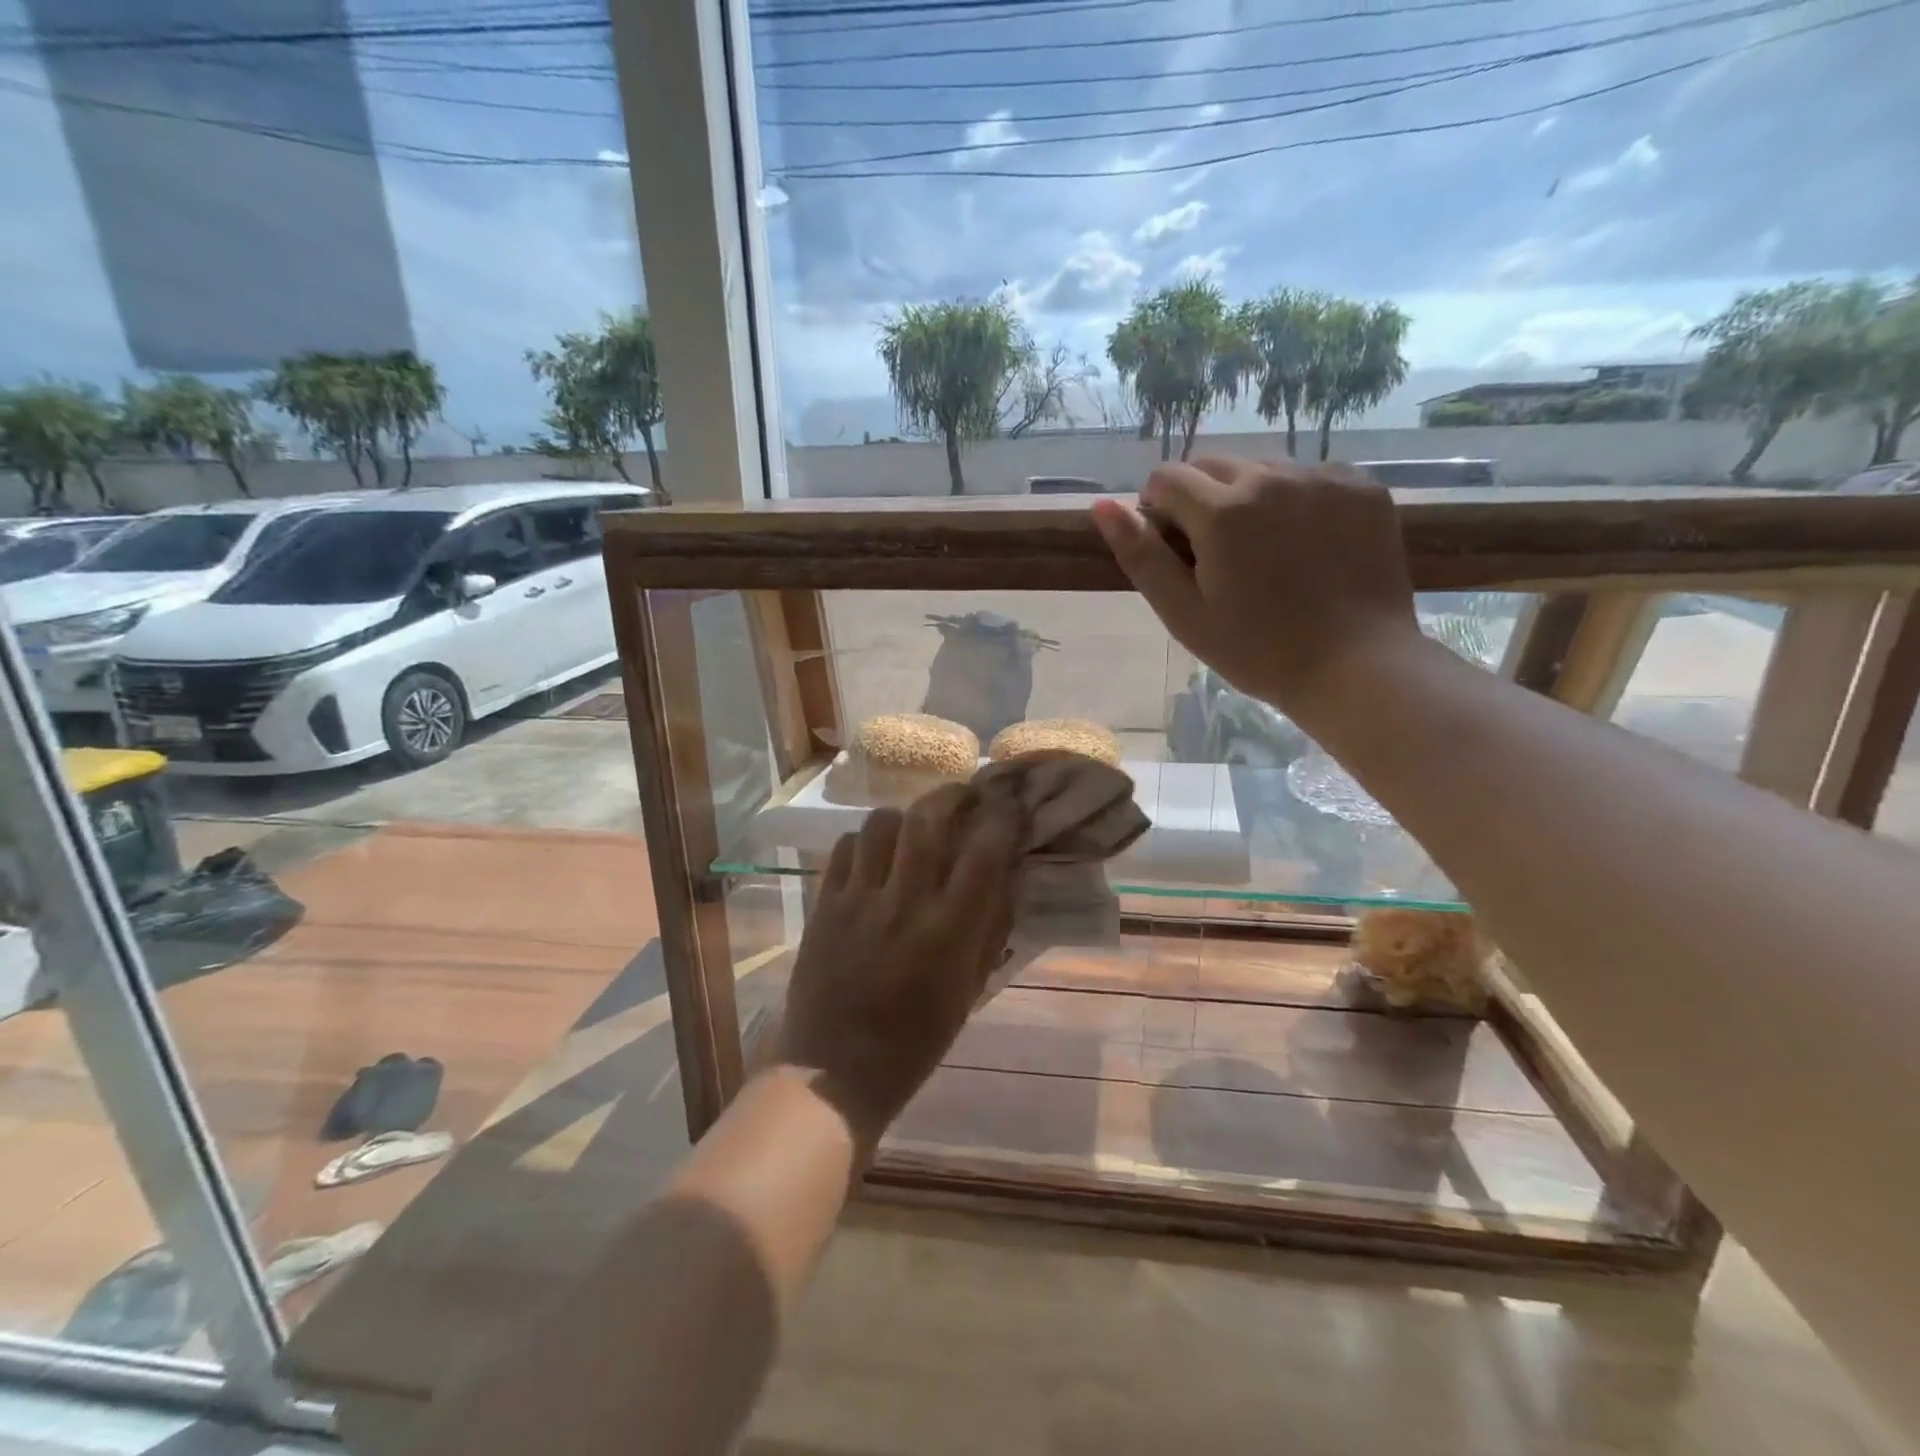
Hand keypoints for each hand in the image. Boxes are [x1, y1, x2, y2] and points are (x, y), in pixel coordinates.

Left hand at [773, 783, 1027, 1148]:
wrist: (833, 1071)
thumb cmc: (915, 1040)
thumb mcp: (970, 988)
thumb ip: (994, 924)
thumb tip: (1013, 869)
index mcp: (948, 930)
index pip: (984, 850)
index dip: (1003, 816)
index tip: (1012, 803)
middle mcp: (904, 903)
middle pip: (928, 818)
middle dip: (953, 796)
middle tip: (965, 797)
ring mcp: (857, 899)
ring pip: (881, 823)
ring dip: (905, 817)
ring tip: (914, 829)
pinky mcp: (823, 903)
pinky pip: (844, 847)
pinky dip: (865, 841)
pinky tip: (874, 856)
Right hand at [1091, 455, 1422, 717]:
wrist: (1356, 666)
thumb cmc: (1257, 650)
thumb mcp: (1184, 614)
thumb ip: (1141, 556)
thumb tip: (1102, 505)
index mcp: (1221, 512)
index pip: (1166, 478)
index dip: (1158, 510)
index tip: (1174, 549)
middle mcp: (1270, 478)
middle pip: (1212, 464)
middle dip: (1200, 498)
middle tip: (1216, 553)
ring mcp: (1322, 478)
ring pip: (1262, 467)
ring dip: (1248, 496)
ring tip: (1265, 550)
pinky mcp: (1362, 488)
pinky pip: (1311, 475)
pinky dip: (1296, 498)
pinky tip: (1306, 543)